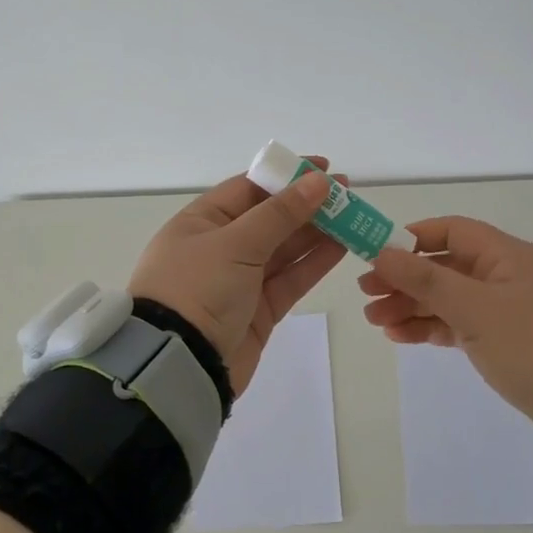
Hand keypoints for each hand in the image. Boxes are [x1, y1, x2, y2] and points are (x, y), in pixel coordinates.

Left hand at [129, 162, 346, 395]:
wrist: (178, 364)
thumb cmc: (197, 289)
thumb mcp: (236, 243)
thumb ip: (281, 214)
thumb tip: (318, 181)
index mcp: (202, 221)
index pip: (249, 188)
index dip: (286, 176)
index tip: (323, 168)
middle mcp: (220, 246)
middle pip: (270, 217)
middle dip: (308, 204)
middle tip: (348, 193)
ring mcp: (241, 279)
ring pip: (285, 248)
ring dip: (317, 232)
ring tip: (354, 215)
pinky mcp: (259, 310)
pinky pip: (291, 278)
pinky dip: (315, 262)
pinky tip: (343, 245)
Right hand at [360, 217, 532, 424]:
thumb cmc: (530, 339)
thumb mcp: (473, 307)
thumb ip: (426, 279)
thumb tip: (382, 252)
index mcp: (506, 254)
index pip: (452, 231)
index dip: (413, 238)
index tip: (378, 253)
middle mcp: (506, 275)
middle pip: (446, 267)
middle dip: (405, 279)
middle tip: (367, 294)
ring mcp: (507, 310)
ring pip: (450, 298)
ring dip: (412, 306)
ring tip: (375, 321)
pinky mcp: (506, 341)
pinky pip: (461, 325)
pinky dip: (432, 327)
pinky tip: (401, 336)